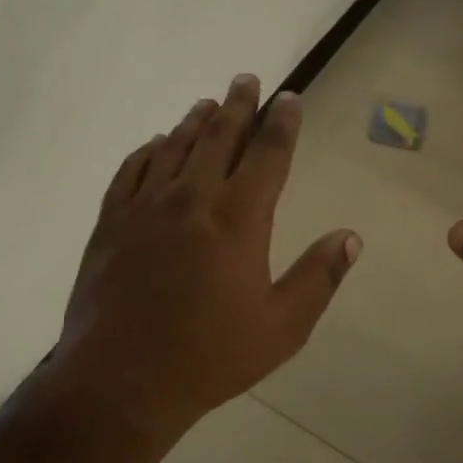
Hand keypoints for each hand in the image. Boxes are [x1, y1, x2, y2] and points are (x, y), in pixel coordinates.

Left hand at [55, 74, 361, 437]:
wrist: (119, 383)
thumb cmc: (209, 356)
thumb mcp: (281, 327)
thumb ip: (319, 277)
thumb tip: (350, 236)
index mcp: (239, 218)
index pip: (268, 153)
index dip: (282, 122)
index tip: (289, 97)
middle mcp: (193, 198)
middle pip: (220, 135)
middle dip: (239, 103)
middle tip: (247, 79)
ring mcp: (146, 206)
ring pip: (176, 145)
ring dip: (196, 120)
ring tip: (209, 102)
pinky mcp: (112, 221)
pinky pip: (132, 170)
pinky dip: (150, 150)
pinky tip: (158, 144)